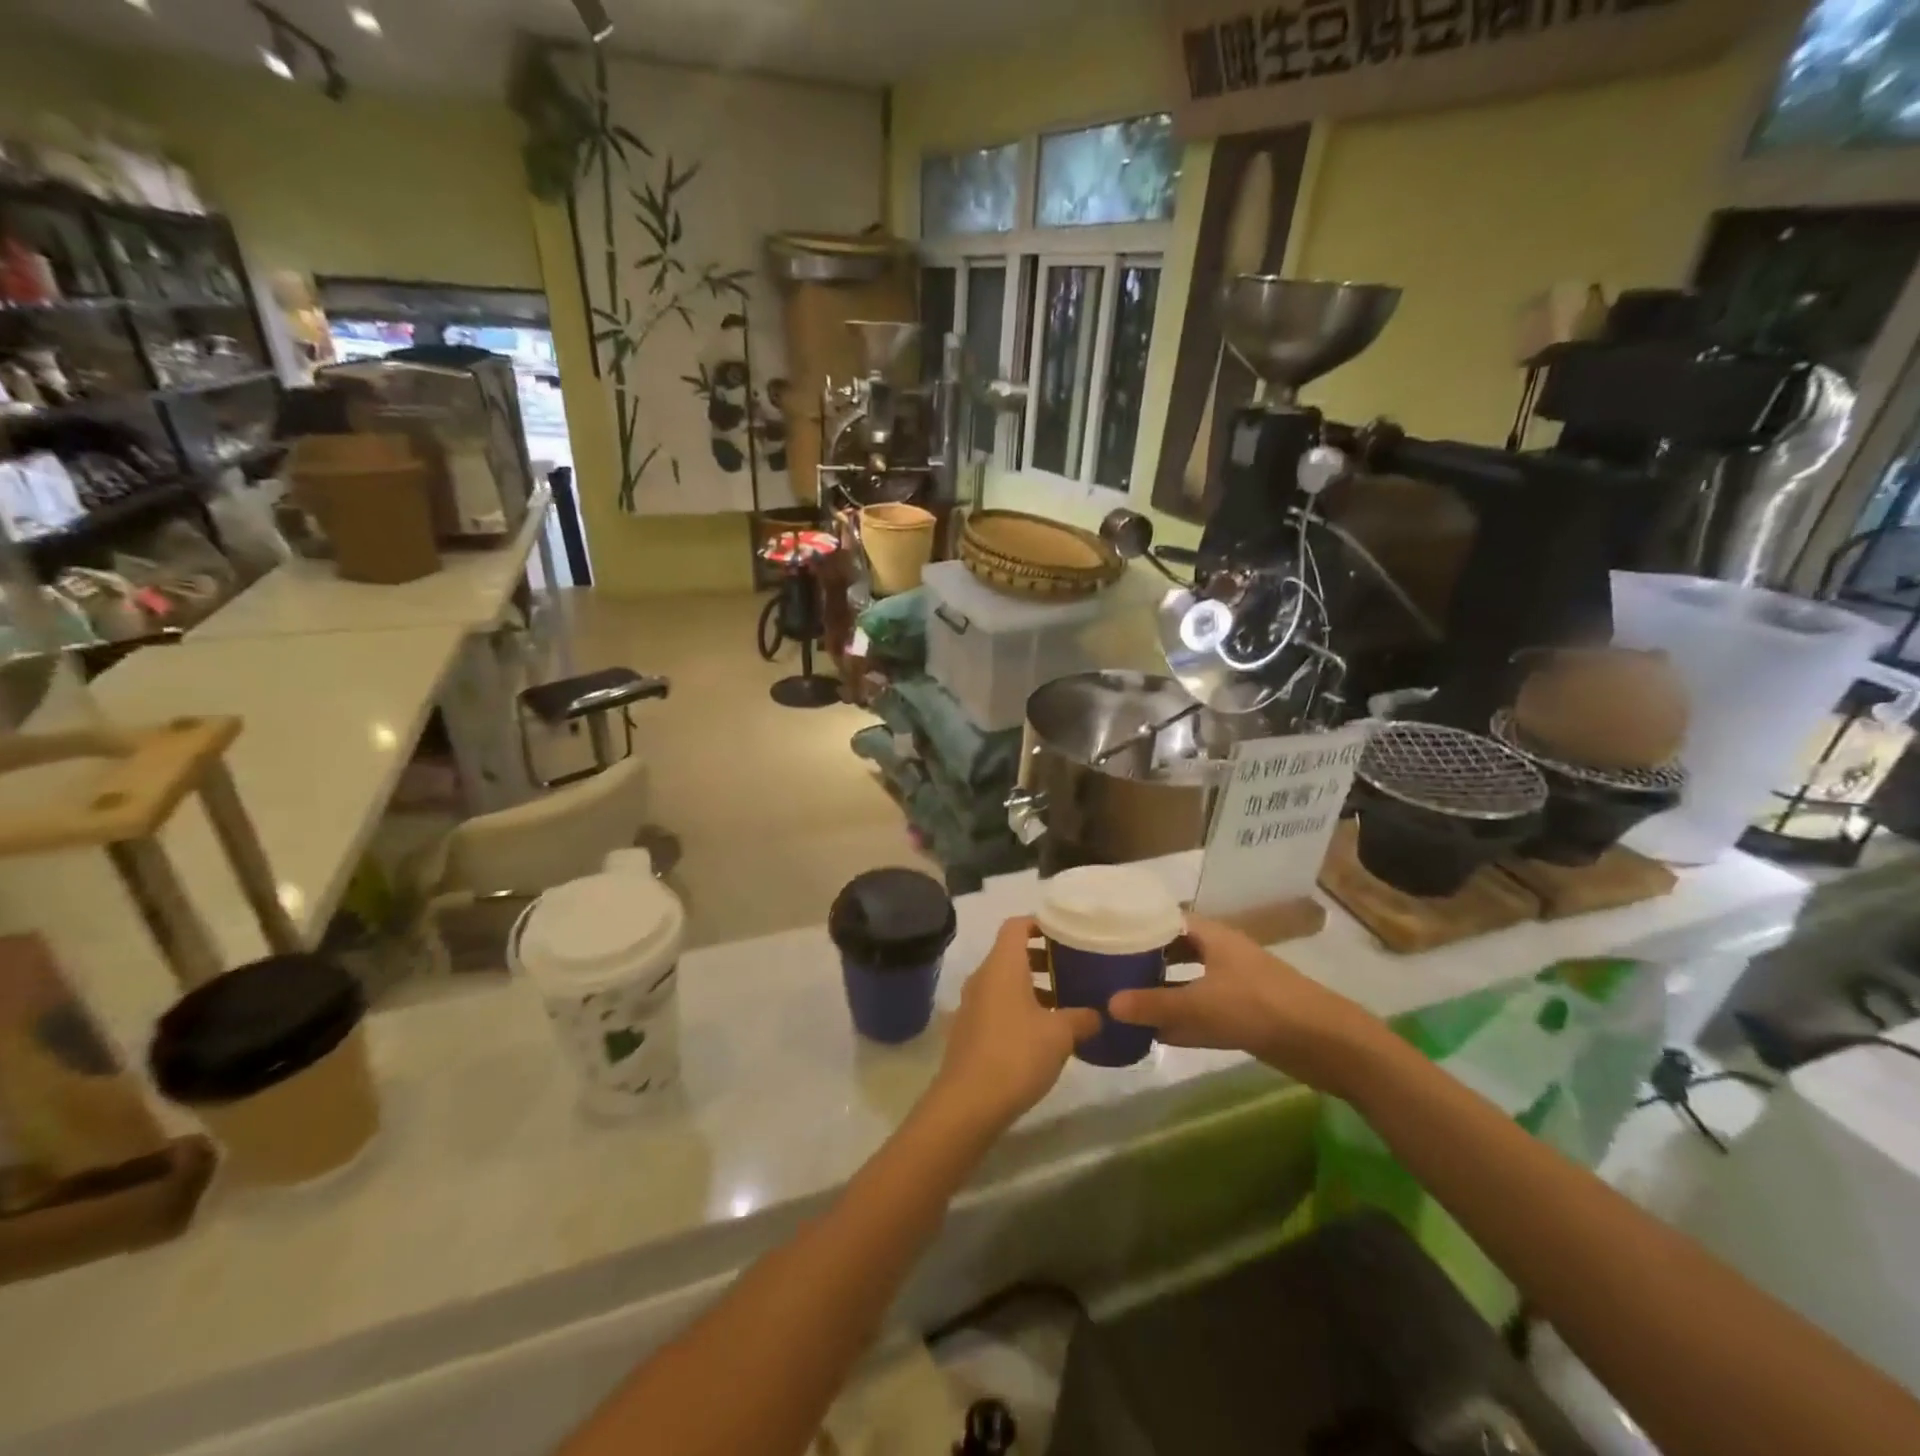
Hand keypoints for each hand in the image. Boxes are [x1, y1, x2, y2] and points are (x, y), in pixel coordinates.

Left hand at [930, 917, 1100, 1132]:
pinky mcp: (969, 1029)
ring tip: (1063, 1002)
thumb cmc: (1016, 1054)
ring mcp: (972, 1003)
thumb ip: (1081, 1018)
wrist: (968, 1103)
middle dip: (1042, 957)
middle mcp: (982, 976)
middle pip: (1011, 952)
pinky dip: (1019, 1007)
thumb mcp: (1060, 1035)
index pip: (1017, 925)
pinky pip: (997, 1004)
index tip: (1067, 933)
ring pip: (1004, 981)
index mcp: (1002, 965)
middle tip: (1073, 968)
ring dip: (1032, 986)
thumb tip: (1098, 1014)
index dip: (1041, 923)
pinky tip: (1042, 1033)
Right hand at [1109, 916, 1381, 1094]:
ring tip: (1121, 1001)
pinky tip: (1153, 1034)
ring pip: (1187, 984)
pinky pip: (1201, 1012)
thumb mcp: (1201, 1004)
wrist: (1328, 1043)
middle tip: (1106, 968)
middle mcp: (1221, 955)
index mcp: (1213, 937)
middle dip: (1144, 960)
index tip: (1105, 932)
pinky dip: (1180, 1020)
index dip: (1138, 923)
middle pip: (1175, 951)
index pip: (1167, 919)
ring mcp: (1234, 985)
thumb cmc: (1261, 1007)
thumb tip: (1107, 1005)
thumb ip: (1154, 1005)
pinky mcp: (1243, 1016)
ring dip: (1160, 993)